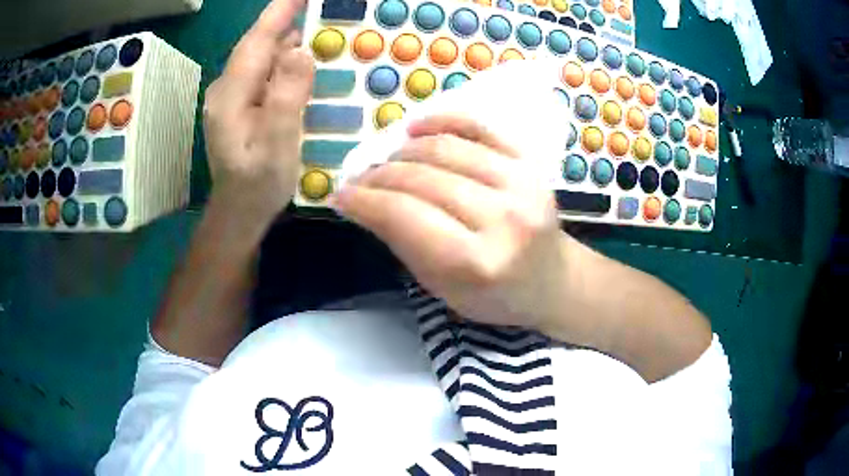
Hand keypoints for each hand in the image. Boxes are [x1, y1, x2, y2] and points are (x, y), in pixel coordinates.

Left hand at [203, 0, 313, 221]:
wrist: (238, 213)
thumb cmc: (259, 184)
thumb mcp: (277, 144)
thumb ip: (287, 96)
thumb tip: (300, 50)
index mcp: (231, 95)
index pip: (256, 41)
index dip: (278, 12)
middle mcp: (226, 89)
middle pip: (257, 44)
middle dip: (284, 20)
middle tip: (316, 6)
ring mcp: (231, 96)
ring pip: (260, 56)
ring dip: (285, 37)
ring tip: (314, 22)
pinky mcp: (239, 104)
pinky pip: (262, 71)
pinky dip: (281, 58)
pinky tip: (298, 56)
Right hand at [332, 115, 573, 329]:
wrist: (553, 281)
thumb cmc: (495, 296)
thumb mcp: (442, 288)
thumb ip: (404, 244)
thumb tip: (363, 202)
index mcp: (477, 263)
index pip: (404, 216)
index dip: (364, 200)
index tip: (341, 195)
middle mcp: (503, 219)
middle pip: (422, 178)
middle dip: (378, 175)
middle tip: (359, 180)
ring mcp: (522, 185)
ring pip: (445, 149)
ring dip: (403, 150)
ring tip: (387, 160)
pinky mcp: (531, 164)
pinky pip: (480, 128)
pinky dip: (443, 121)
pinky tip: (416, 129)